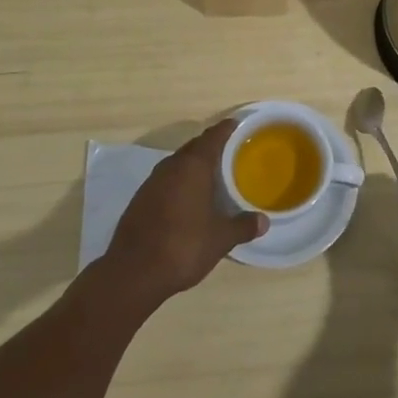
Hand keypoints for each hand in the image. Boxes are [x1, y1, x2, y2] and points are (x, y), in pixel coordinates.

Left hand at [101, 120, 266, 308]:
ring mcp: (152, 182)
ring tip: (211, 175)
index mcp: (193, 166)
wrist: (133, 272)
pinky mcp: (140, 199)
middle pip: (194, 147)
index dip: (226, 129)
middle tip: (230, 152)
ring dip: (193, 165)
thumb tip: (264, 221)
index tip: (237, 125)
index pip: (212, 137)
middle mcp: (171, 166)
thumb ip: (243, 226)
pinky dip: (179, 182)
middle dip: (211, 146)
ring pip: (178, 164)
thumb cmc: (183, 246)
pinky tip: (187, 198)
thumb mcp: (220, 239)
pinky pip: (166, 180)